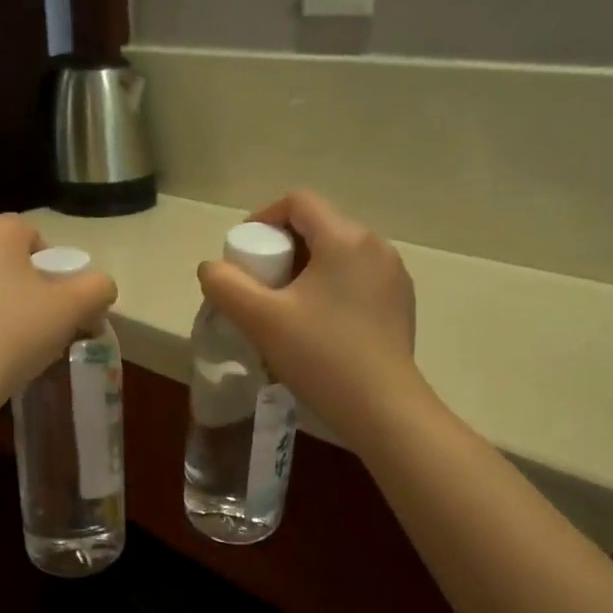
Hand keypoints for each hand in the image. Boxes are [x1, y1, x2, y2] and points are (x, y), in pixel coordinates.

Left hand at [0, 214, 116, 401]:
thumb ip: (98, 287)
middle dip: (19, 280)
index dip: (50, 267)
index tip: (55, 301)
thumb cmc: (17, 332)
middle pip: (1, 255)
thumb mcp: (74, 308)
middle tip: (33, 319)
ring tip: (3, 335)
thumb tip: (100, 287)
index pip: (33, 236)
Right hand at [197, 190, 422, 452]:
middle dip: (282, 249)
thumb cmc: (321, 355)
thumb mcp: (260, 319)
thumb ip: (225, 285)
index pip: (297, 202)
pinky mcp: (400, 304)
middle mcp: (376, 246)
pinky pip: (356, 279)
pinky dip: (330, 288)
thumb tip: (212, 268)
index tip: (244, 254)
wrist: (382, 409)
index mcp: (346, 238)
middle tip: (259, 286)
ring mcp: (394, 276)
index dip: (262, 218)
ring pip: (338, 255)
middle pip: (318, 227)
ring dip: (306, 270)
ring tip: (285, 309)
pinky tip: (318, 327)